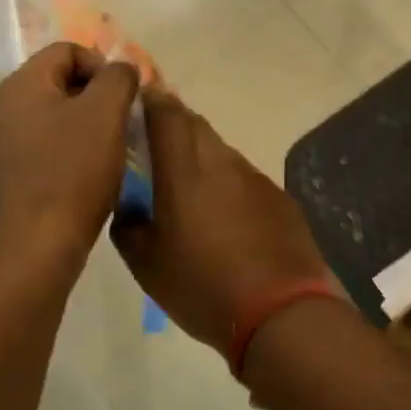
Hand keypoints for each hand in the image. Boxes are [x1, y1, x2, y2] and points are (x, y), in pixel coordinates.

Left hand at [0, 43, 139, 269]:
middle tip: (125, 122)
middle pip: (62, 81)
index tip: (125, 97)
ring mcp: (6, 143)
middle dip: (99, 96)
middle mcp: (6, 107)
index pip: (68, 50)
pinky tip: (95, 174)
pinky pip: (50, 146)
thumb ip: (118, 78)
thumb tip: (122, 69)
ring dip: (91, 125)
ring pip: (58, 116)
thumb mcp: (105, 113)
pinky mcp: (13, 174)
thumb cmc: (72, 172)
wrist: (35, 246)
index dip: (103, 65)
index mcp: (22, 84)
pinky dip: (76, 151)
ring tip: (115, 149)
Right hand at [112, 89, 331, 350]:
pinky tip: (225, 212)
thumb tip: (129, 207)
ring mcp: (255, 179)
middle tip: (157, 138)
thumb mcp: (147, 266)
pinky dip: (227, 182)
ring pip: (222, 151)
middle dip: (175, 122)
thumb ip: (129, 226)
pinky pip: (244, 177)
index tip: (139, 98)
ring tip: (188, 181)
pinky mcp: (279, 198)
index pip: (167, 116)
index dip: (152, 100)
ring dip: (202, 153)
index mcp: (185, 173)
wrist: (281, 312)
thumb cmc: (203, 287)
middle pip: (197, 125)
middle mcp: (222, 163)